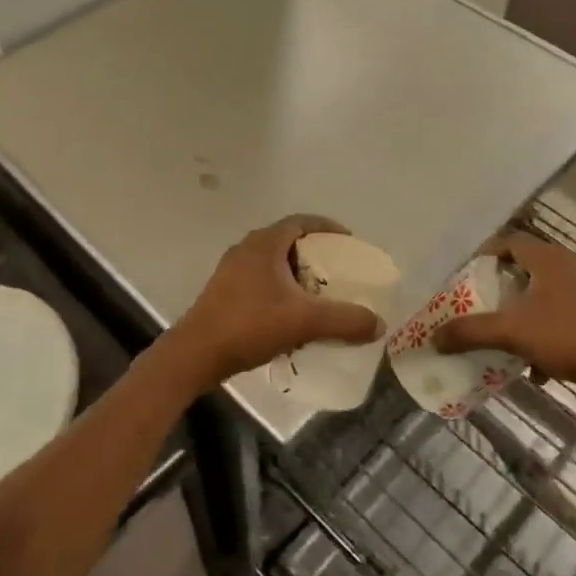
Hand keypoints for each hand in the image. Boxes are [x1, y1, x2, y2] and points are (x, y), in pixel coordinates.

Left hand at [170, 215, 385, 381]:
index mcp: (265, 243)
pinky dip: (281, 290)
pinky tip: (291, 315)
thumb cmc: (250, 325)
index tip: (349, 242)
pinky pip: (261, 281)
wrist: (196, 354)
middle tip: (338, 271)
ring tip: (319, 294)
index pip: (302, 222)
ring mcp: (231, 270)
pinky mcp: (224, 292)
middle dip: (315, 254)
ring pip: (273, 263)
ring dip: (297, 274)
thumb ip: (345, 320)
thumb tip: (379, 324)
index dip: (328, 228)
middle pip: (288, 241)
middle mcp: (247, 248)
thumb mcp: (305, 321)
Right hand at [432, 232, 575, 380]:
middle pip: (529, 265)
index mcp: (547, 258)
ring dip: (527, 307)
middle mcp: (569, 264)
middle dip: (505, 283)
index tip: (470, 271)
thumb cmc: (563, 333)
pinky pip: (566, 311)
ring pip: (548, 291)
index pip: (510, 241)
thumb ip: (471, 332)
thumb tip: (434, 339)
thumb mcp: (511, 332)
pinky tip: (540, 361)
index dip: (487, 253)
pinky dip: (548, 327)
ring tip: (511, 329)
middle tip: (487, 299)